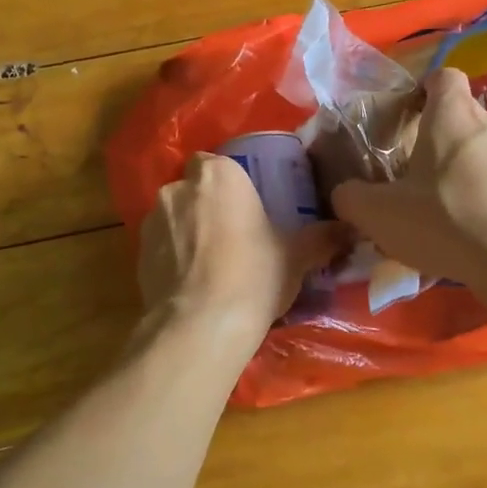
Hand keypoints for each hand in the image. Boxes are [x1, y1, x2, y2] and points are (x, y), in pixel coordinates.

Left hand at [139, 153, 345, 335]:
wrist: (200, 326)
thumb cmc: (254, 276)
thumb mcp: (296, 256)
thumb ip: (322, 237)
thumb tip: (349, 229)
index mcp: (218, 175)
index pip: (217, 161)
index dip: (230, 182)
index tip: (246, 205)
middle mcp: (178, 188)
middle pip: (193, 188)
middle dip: (207, 205)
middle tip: (232, 234)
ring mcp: (151, 221)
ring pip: (173, 216)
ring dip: (187, 231)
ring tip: (210, 263)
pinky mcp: (137, 254)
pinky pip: (160, 246)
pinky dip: (172, 257)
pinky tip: (192, 283)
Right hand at [331, 69, 486, 302]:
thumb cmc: (449, 225)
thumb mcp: (381, 216)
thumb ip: (352, 198)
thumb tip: (344, 193)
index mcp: (454, 116)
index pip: (442, 78)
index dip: (426, 92)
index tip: (414, 118)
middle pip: (469, 120)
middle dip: (451, 145)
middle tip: (433, 186)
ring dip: (484, 171)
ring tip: (471, 215)